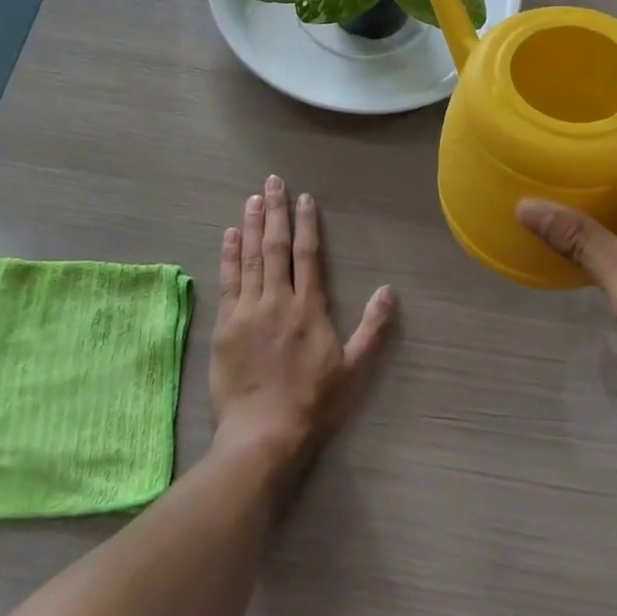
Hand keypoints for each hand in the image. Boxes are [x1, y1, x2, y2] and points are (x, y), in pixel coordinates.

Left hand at [211, 174, 395, 473]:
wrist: (263, 434)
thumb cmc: (314, 403)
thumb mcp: (354, 369)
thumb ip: (373, 328)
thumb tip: (391, 290)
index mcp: (309, 307)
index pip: (307, 254)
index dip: (306, 224)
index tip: (304, 198)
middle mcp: (277, 299)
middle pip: (275, 247)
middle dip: (275, 211)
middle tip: (272, 181)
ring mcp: (248, 310)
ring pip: (249, 257)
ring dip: (250, 225)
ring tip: (252, 199)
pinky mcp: (226, 325)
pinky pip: (227, 281)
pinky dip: (228, 255)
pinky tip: (228, 235)